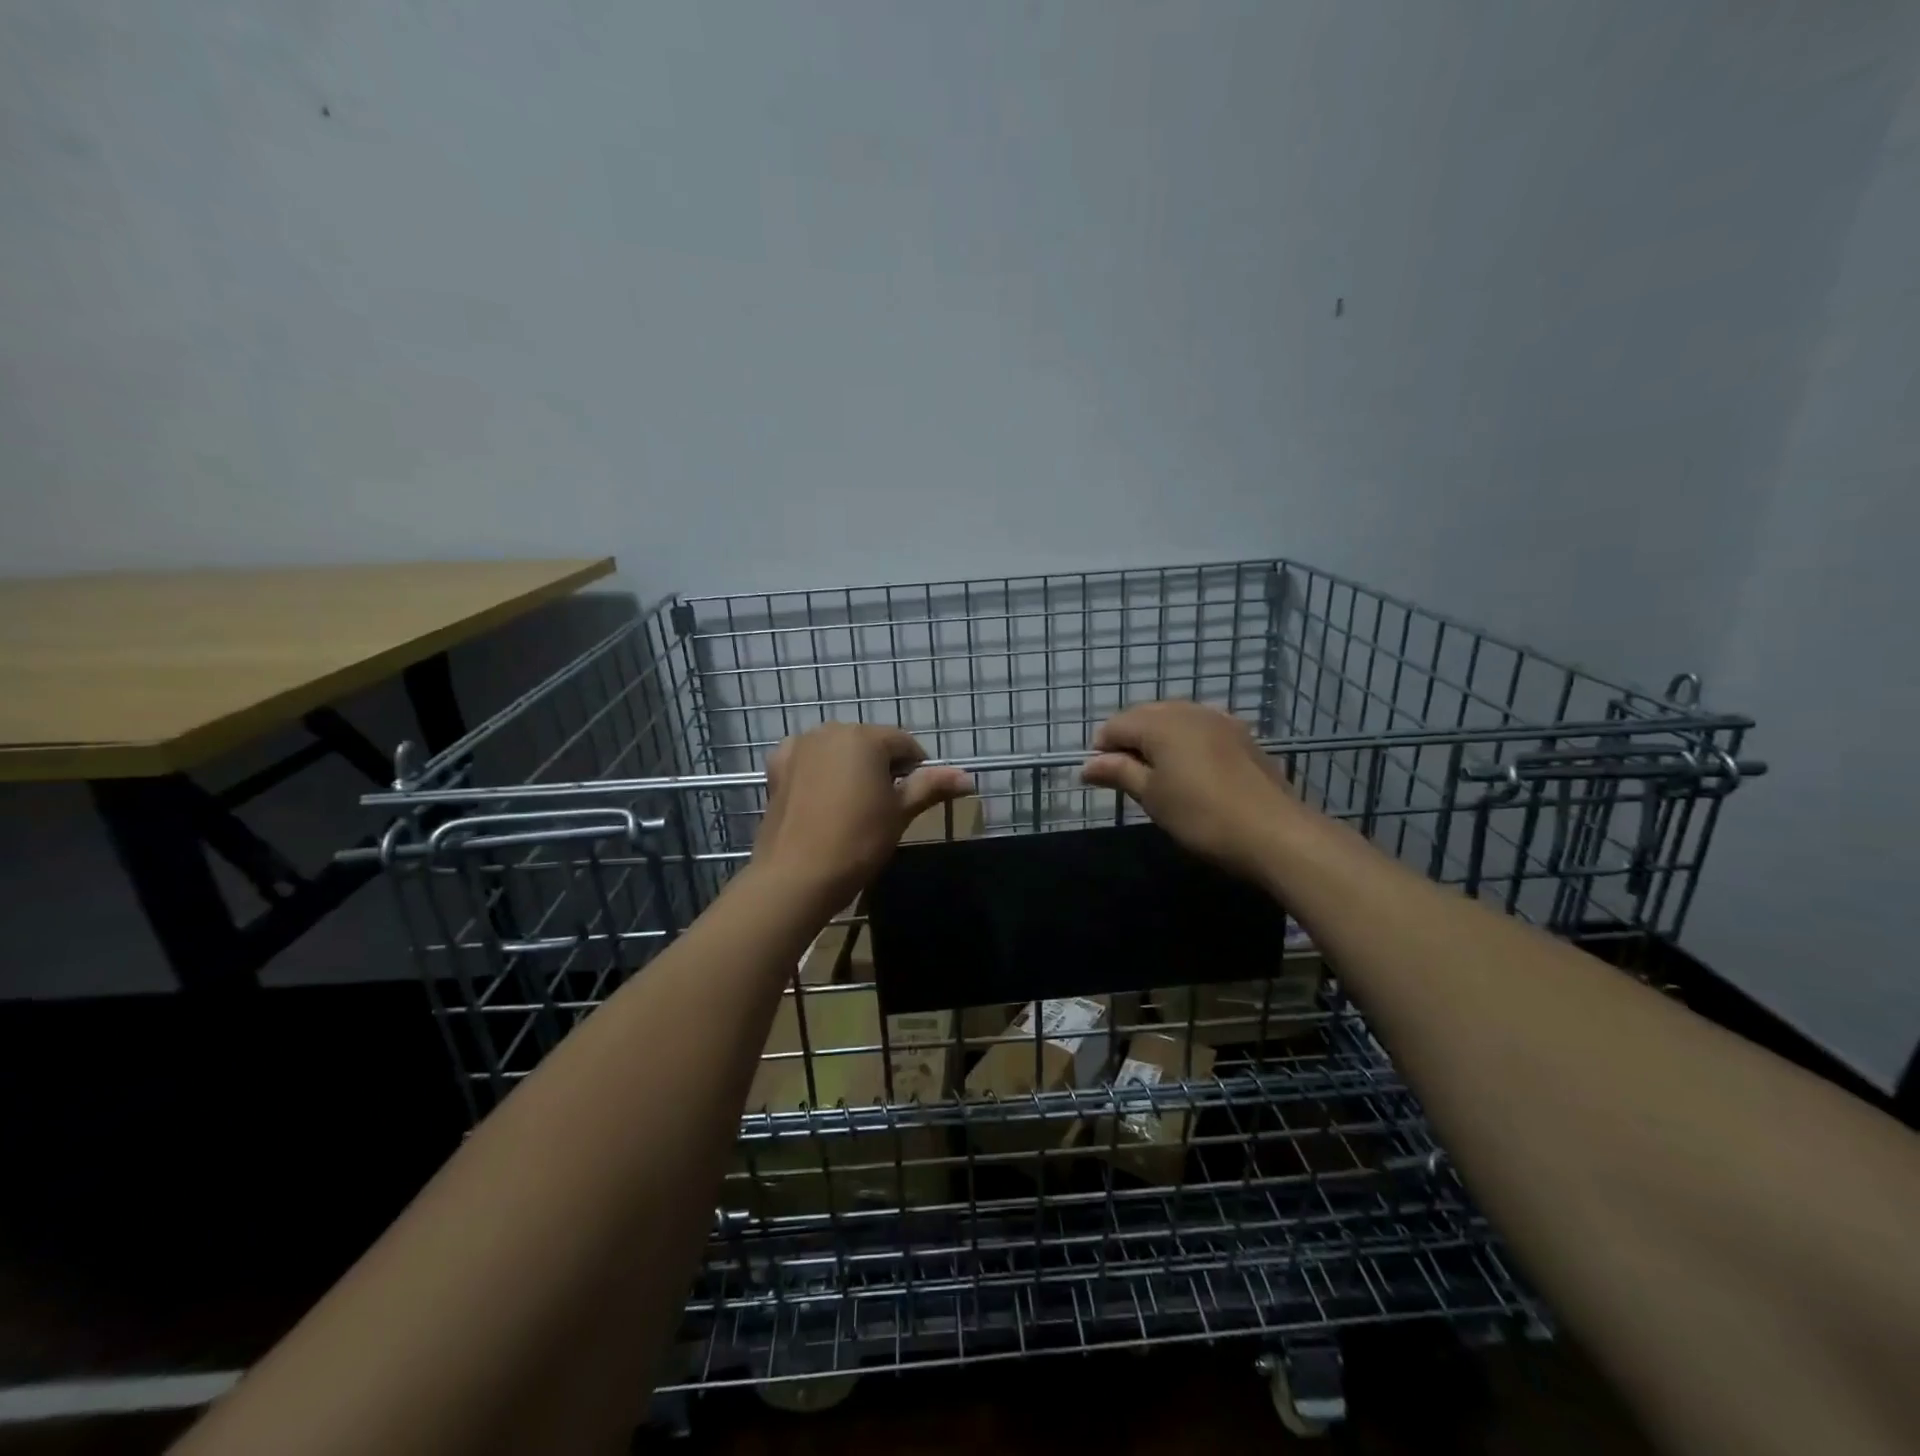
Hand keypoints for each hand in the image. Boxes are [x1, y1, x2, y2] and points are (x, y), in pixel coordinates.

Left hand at [752, 723, 972, 912]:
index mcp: (865, 737)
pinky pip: (807, 760)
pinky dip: (818, 771)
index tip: (915, 798)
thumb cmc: (857, 841)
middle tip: (885, 806)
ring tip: (853, 806)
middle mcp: (830, 731)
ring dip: (850, 768)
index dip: (917, 769)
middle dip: (882, 767)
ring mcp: (799, 746)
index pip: (905, 744)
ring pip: (838, 750)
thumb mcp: (900, 813)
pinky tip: (821, 798)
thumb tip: (968, 778)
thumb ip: (931, 787)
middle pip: (869, 743)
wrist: (795, 876)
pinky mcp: (777, 767)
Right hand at [1081, 701, 1298, 881]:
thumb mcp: (1152, 796)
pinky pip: (1200, 727)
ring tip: (1157, 774)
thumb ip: (1119, 772)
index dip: (1102, 749)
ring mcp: (1219, 719)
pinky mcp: (1241, 735)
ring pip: (1175, 719)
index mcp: (1161, 723)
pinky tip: (1190, 769)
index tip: (1102, 778)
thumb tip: (1087, 765)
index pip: (1116, 725)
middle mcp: (1188, 710)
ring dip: (1158, 739)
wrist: (1274, 832)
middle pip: (1145, 715)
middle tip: (1127, 777)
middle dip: (1129, 740)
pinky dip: (1186, 741)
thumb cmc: (1201, 815)